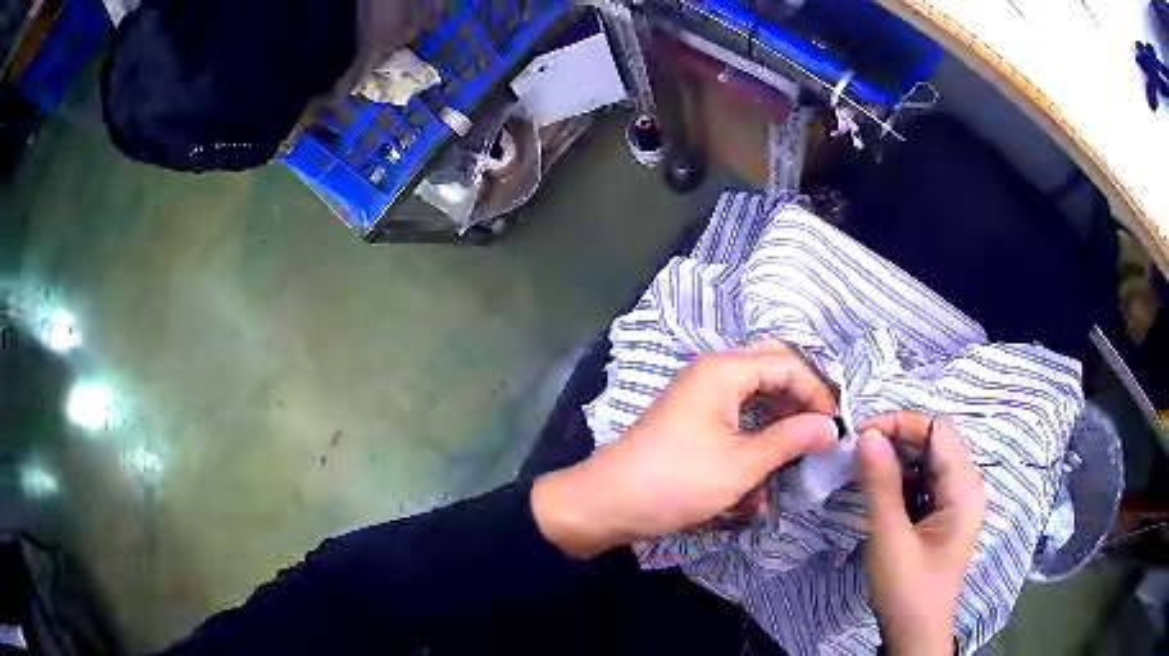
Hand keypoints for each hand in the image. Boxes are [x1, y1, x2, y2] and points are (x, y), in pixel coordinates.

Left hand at [532, 345, 838, 557]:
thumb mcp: (742, 464)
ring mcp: (699, 397)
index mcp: (724, 370)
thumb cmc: (677, 481)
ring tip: (796, 456)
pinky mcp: (691, 421)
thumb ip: (790, 439)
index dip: (817, 392)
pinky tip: (762, 475)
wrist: (608, 503)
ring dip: (777, 427)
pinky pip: (735, 420)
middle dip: (798, 405)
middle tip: (820, 436)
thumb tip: (831, 427)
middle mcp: (712, 374)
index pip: (787, 364)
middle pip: (771, 375)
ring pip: (754, 400)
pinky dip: (753, 442)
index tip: (835, 426)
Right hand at [857, 412, 985, 655]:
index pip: (937, 430)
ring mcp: (956, 499)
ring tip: (863, 470)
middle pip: (934, 441)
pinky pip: (924, 481)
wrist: (915, 633)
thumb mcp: (890, 538)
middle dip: (896, 439)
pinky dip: (900, 479)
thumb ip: (880, 485)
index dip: (900, 423)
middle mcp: (966, 485)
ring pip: (927, 460)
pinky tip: (879, 490)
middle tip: (857, 452)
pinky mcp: (943, 512)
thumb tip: (867, 435)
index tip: (861, 435)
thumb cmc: (907, 590)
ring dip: (896, 459)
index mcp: (964, 487)